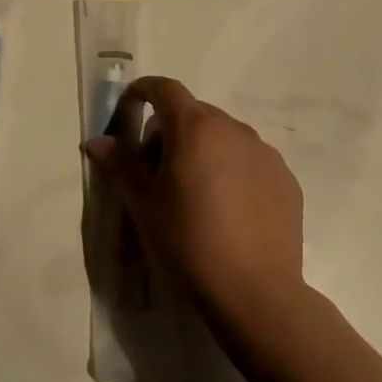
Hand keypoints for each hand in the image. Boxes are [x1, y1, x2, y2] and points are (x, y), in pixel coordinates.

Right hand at [83, 77, 304, 328]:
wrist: (255, 293)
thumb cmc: (188, 242)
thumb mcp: (143, 204)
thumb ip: (119, 164)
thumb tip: (96, 141)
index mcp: (194, 127)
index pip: (164, 88)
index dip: (143, 91)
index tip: (130, 106)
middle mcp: (232, 128)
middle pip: (193, 113)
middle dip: (171, 130)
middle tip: (158, 171)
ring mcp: (264, 152)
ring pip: (224, 136)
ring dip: (204, 150)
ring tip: (197, 195)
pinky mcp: (285, 179)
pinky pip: (250, 160)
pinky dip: (233, 170)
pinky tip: (229, 210)